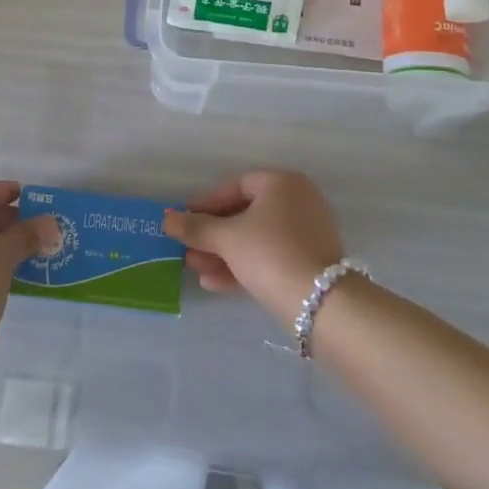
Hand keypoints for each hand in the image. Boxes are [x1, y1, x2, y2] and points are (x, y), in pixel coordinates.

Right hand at [162, 170, 346, 319]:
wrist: (321, 304)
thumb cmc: (270, 253)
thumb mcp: (227, 238)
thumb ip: (196, 227)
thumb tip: (166, 220)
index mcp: (281, 184)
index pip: (235, 186)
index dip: (206, 203)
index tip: (184, 219)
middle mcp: (296, 202)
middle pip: (244, 214)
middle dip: (211, 234)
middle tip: (185, 247)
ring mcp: (305, 234)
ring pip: (254, 239)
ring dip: (222, 253)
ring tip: (193, 268)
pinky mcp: (307, 263)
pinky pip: (267, 257)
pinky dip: (242, 266)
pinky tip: (213, 283)